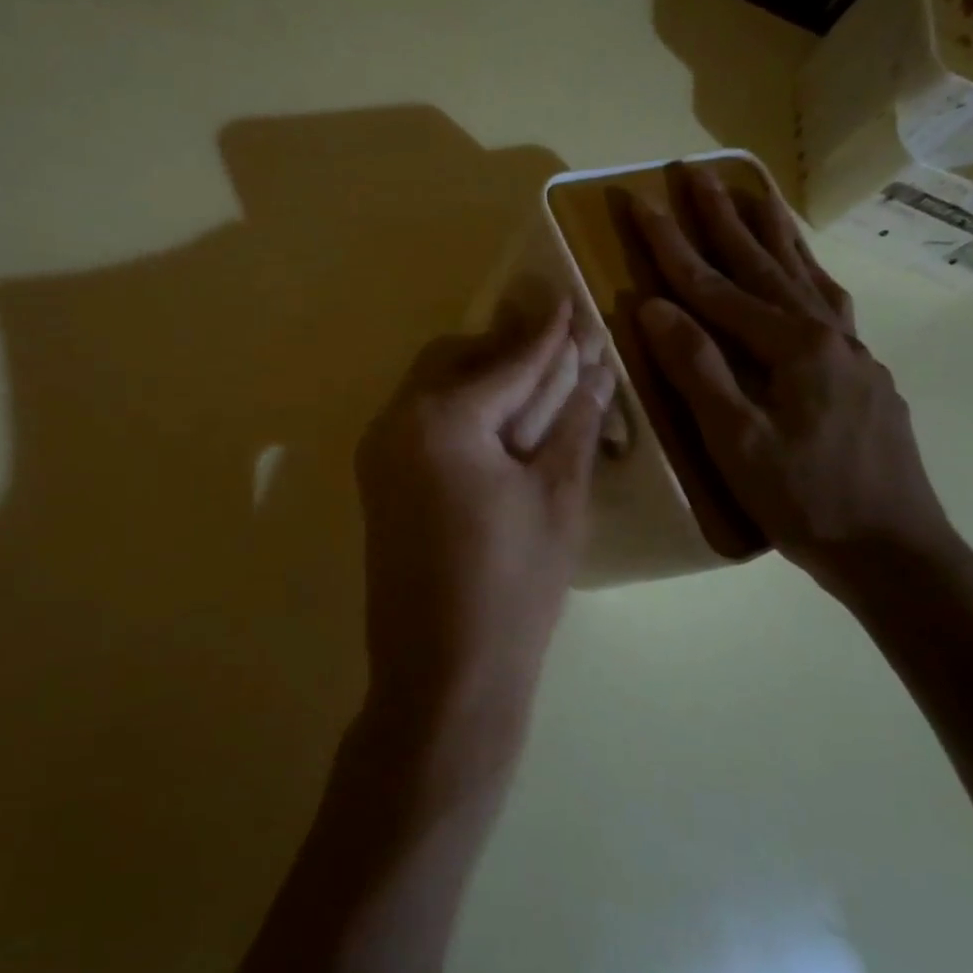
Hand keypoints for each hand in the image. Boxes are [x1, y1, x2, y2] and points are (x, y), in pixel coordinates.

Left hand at [355, 300, 613, 791]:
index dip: (546, 331)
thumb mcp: (558, 498)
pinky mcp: (378, 481)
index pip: (505, 360)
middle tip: (556, 349)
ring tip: (534, 385)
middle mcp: (395, 422)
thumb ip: (573, 423)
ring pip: (431, 387)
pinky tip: (499, 426)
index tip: (571, 298)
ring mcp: (378, 453)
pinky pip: (419, 421)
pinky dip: (459, 410)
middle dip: (505, 348)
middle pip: (454, 359)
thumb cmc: (514, 588)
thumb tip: (594, 369)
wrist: (444, 674)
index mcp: (440, 421)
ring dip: (481, 377)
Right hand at [630, 162, 955, 591]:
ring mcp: (851, 349)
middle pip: (762, 262)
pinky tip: (801, 270)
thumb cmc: (805, 501)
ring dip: (771, 231)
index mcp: (792, 346)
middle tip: (693, 170)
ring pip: (804, 273)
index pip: (715, 285)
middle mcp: (825, 332)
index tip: (640, 201)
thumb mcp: (737, 442)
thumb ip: (697, 370)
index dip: (672, 244)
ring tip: (749, 193)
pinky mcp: (862, 371)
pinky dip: (806, 271)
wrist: (893, 548)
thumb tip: (654, 307)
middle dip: (722, 216)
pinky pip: (827, 301)